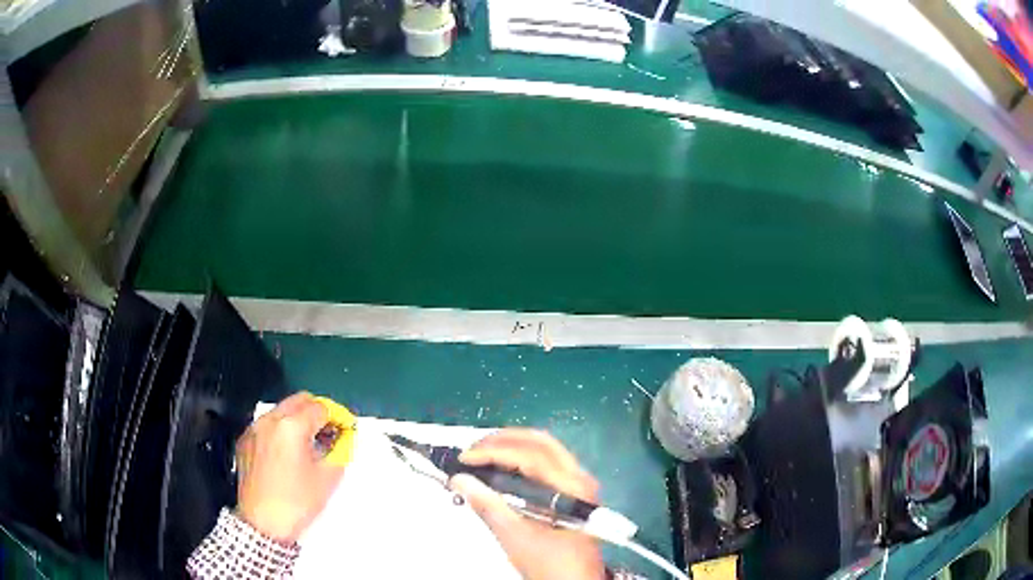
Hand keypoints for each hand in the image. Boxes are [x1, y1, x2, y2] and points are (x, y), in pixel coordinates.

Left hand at [235, 392, 343, 542]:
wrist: (263, 523)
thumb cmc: (298, 502)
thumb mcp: (328, 477)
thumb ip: (340, 450)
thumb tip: (343, 437)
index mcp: (292, 427)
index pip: (321, 407)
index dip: (337, 417)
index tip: (344, 431)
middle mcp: (270, 420)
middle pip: (299, 400)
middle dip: (317, 411)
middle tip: (328, 433)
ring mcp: (254, 428)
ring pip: (281, 410)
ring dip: (298, 419)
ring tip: (307, 445)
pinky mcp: (244, 440)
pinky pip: (266, 424)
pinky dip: (280, 430)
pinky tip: (286, 454)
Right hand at [449, 429, 604, 579]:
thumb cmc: (550, 563)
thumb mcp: (515, 537)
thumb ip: (488, 505)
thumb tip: (459, 479)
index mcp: (572, 486)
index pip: (530, 456)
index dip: (494, 452)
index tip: (464, 458)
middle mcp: (579, 477)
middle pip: (541, 443)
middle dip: (503, 440)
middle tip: (472, 449)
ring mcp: (577, 484)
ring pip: (544, 450)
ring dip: (511, 447)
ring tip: (481, 455)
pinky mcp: (571, 492)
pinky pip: (544, 464)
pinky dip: (519, 460)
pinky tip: (500, 468)